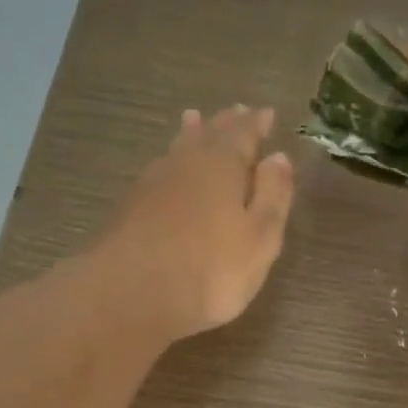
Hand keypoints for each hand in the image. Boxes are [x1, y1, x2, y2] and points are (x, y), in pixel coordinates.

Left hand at [97, 104, 294, 341]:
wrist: (129, 295)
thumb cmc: (210, 269)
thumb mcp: (260, 238)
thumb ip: (272, 196)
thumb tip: (278, 158)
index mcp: (221, 164)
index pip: (243, 133)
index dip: (256, 124)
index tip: (266, 114)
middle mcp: (185, 163)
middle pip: (207, 134)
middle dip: (224, 123)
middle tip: (237, 111)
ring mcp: (151, 184)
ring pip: (177, 149)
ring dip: (191, 134)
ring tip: (194, 120)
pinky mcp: (129, 208)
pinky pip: (159, 172)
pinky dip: (171, 163)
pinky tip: (167, 171)